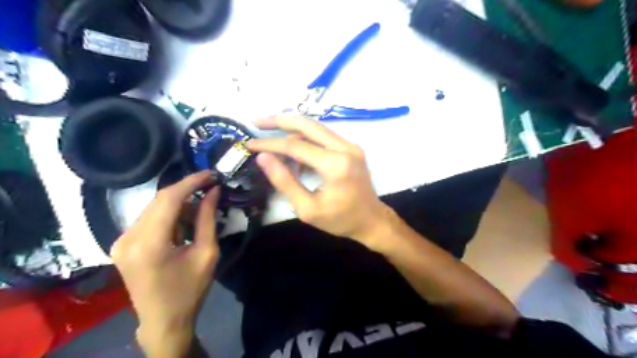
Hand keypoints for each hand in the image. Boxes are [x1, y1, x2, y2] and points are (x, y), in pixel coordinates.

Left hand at [108, 170, 218, 357]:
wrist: (164, 319)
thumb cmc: (190, 289)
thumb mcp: (207, 253)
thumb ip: (208, 219)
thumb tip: (213, 191)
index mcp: (149, 244)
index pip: (169, 199)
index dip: (191, 181)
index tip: (211, 174)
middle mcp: (127, 238)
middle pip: (159, 200)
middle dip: (187, 190)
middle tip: (210, 187)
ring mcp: (120, 242)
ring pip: (153, 207)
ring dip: (179, 203)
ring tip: (201, 208)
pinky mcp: (122, 245)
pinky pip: (148, 218)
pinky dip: (169, 214)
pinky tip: (184, 222)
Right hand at [247, 115, 392, 245]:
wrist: (371, 221)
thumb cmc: (340, 220)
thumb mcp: (307, 208)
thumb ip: (284, 181)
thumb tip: (263, 158)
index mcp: (335, 165)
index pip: (295, 146)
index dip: (269, 144)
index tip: (249, 144)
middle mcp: (345, 148)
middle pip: (307, 124)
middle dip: (279, 121)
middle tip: (257, 123)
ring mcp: (351, 146)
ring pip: (315, 128)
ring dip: (292, 129)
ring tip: (270, 138)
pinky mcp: (352, 148)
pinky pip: (324, 137)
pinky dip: (305, 139)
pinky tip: (293, 152)